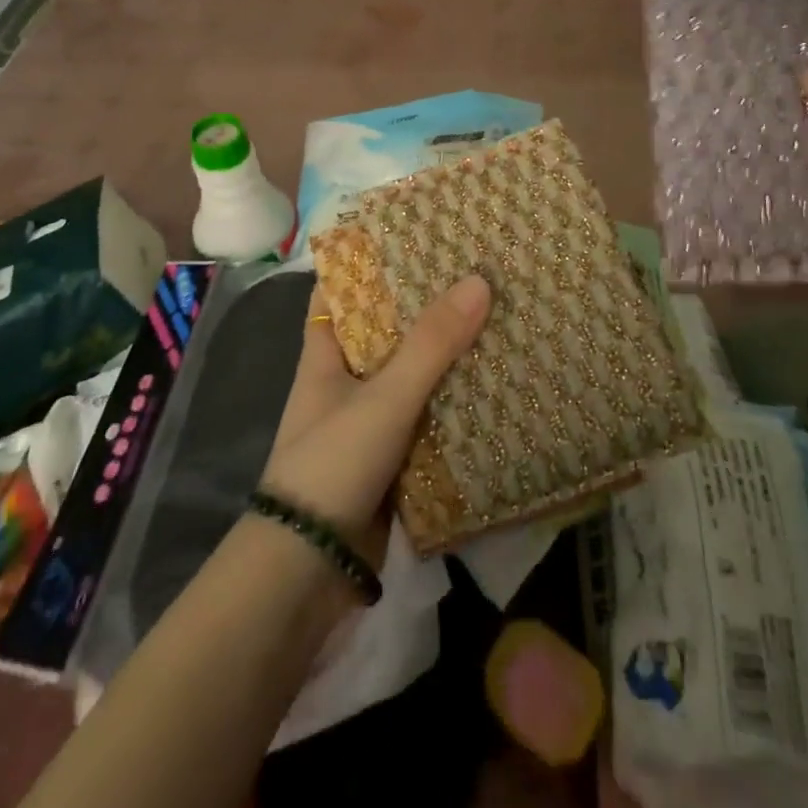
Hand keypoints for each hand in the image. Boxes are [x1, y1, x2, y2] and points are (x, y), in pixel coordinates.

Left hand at [259, 275, 490, 563]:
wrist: (309, 571)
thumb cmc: (333, 464)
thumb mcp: (384, 398)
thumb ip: (431, 345)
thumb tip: (479, 280)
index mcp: (326, 353)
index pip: (342, 291)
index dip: (370, 262)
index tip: (414, 236)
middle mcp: (346, 380)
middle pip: (387, 330)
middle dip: (426, 307)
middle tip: (478, 272)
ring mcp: (369, 420)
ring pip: (412, 374)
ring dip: (447, 356)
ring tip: (499, 317)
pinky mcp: (391, 457)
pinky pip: (427, 417)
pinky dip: (454, 403)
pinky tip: (496, 385)